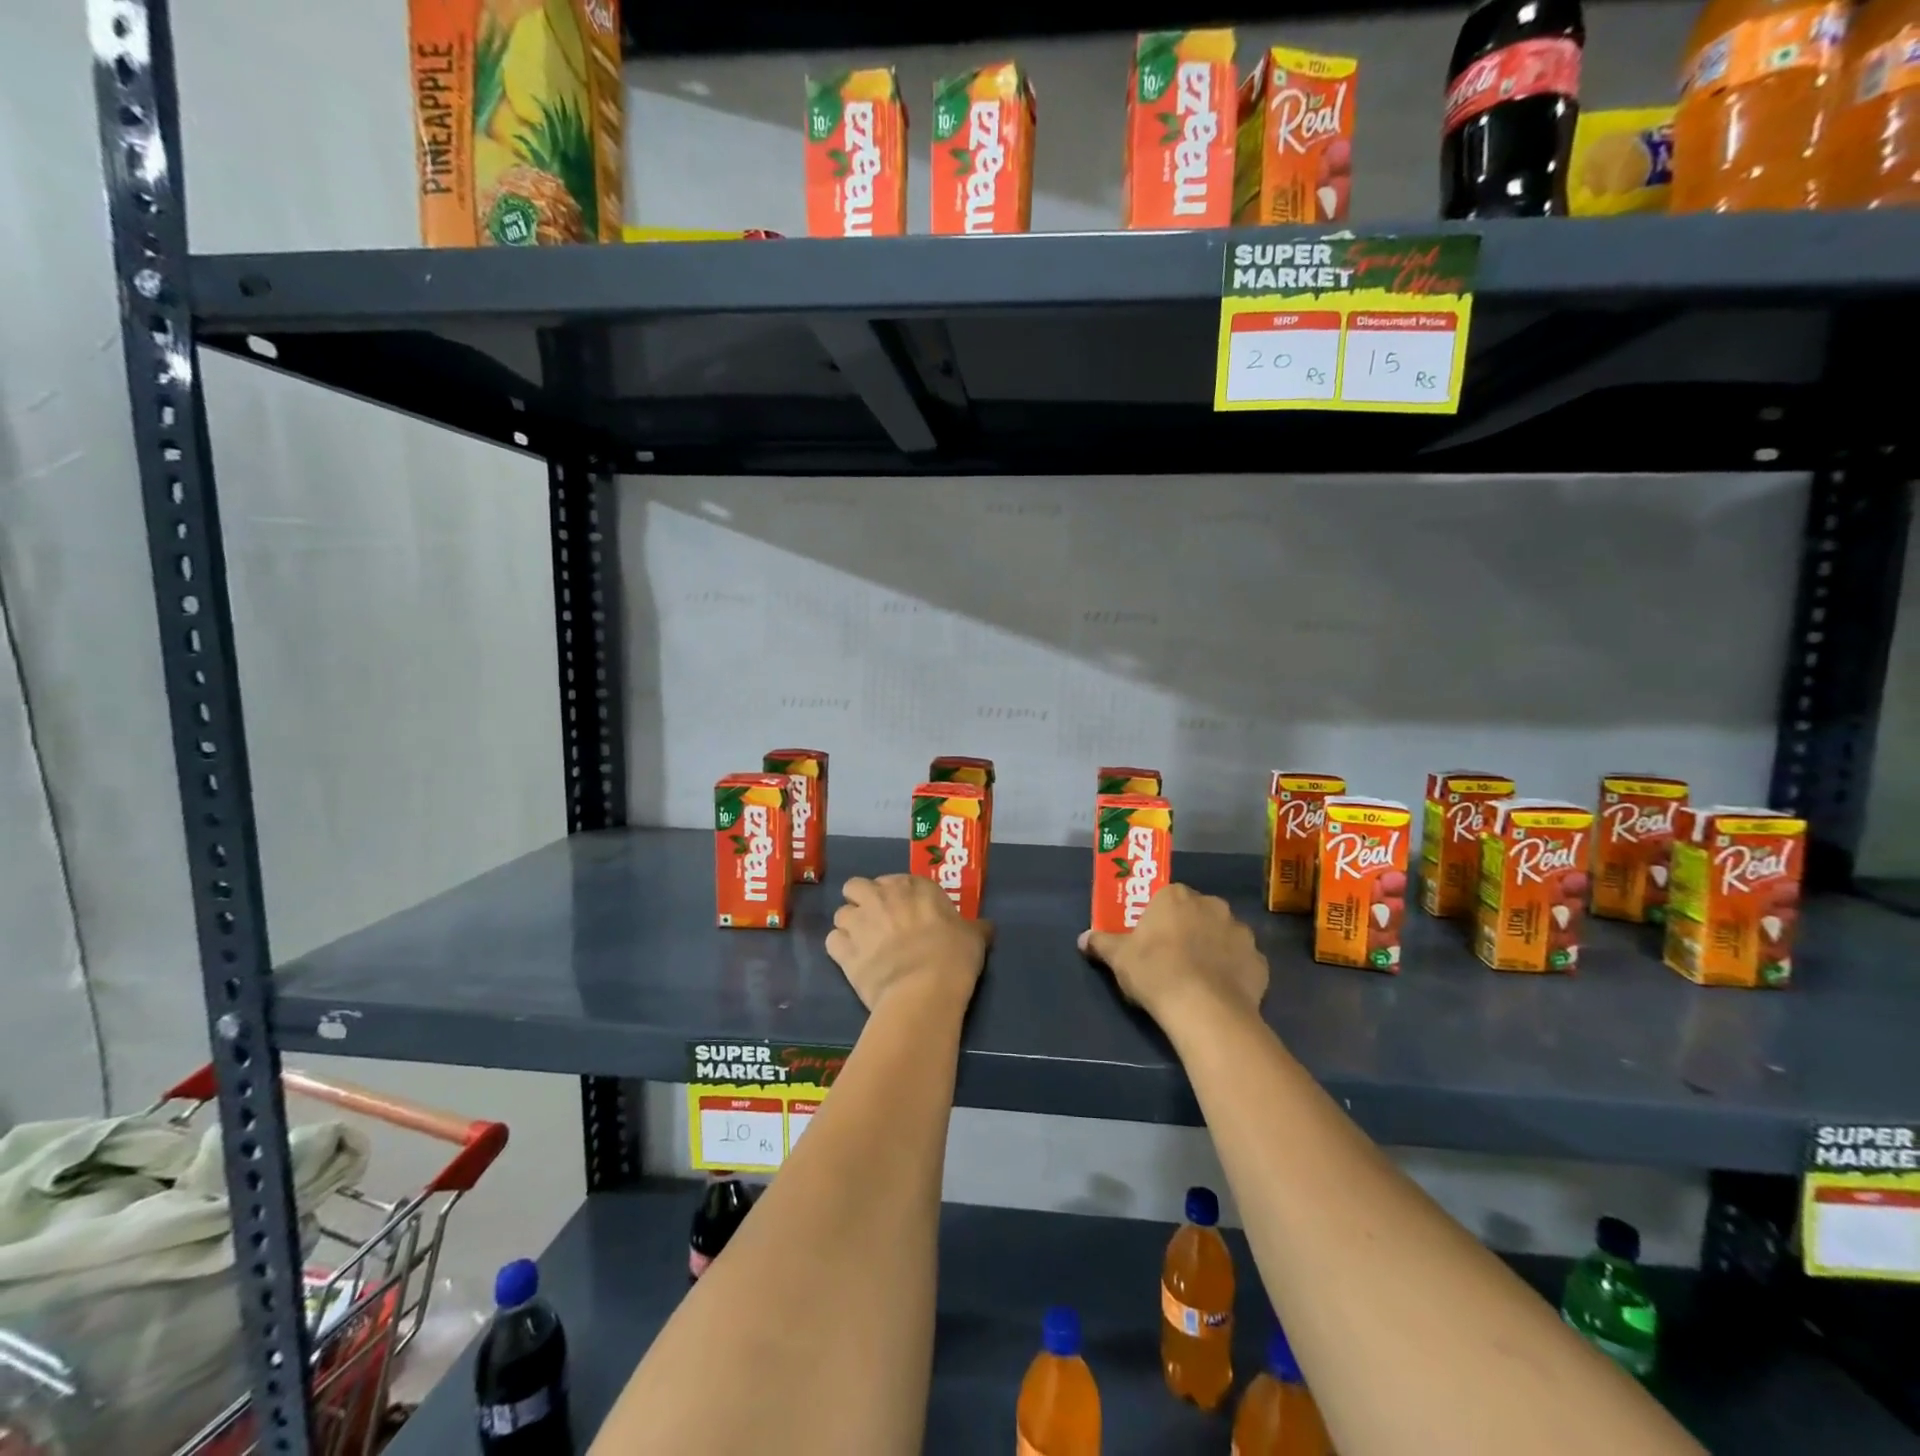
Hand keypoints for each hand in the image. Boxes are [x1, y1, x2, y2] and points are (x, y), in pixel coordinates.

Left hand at [826, 875, 989, 1011]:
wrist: (923, 989)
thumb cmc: (953, 956)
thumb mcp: (973, 937)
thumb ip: (974, 927)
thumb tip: (986, 926)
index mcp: (913, 886)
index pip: (895, 879)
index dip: (896, 895)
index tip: (905, 912)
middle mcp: (881, 896)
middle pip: (856, 886)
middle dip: (862, 900)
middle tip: (876, 921)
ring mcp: (858, 921)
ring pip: (841, 913)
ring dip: (849, 926)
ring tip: (862, 944)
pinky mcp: (843, 950)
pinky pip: (832, 941)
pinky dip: (840, 949)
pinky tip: (851, 961)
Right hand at [1079, 884, 1267, 1026]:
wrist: (1204, 1009)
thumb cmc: (1155, 971)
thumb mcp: (1118, 957)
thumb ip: (1102, 943)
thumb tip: (1083, 939)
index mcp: (1176, 896)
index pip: (1167, 897)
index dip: (1159, 918)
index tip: (1151, 938)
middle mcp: (1212, 905)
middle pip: (1197, 912)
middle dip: (1188, 929)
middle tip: (1173, 957)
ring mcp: (1241, 932)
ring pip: (1223, 935)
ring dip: (1214, 948)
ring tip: (1199, 977)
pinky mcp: (1260, 962)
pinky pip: (1243, 962)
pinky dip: (1234, 972)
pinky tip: (1221, 991)